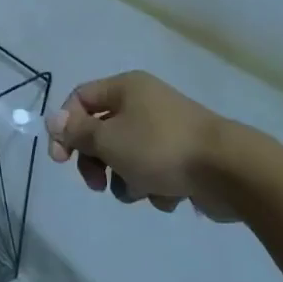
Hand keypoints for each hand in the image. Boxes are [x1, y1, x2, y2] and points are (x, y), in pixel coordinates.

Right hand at [45, 71, 245, 220]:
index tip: (61, 160)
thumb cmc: (160, 147)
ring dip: (125, 179)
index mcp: (126, 88)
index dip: (65, 127)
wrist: (229, 171)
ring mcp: (166, 131)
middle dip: (95, 162)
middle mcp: (145, 103)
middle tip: (96, 184)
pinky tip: (167, 193)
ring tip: (141, 190)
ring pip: (126, 157)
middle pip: (102, 131)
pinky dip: (153, 186)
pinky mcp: (183, 158)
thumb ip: (77, 132)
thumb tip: (53, 120)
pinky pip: (153, 172)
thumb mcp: (108, 139)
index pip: (80, 99)